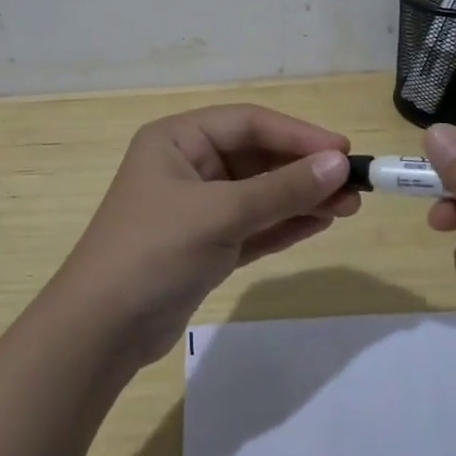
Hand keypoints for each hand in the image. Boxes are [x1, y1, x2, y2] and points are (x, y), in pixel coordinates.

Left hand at [52, 104, 359, 366]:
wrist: (101, 332)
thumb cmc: (154, 252)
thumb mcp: (220, 214)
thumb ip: (281, 189)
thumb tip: (338, 164)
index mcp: (178, 140)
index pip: (248, 123)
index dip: (298, 134)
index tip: (343, 151)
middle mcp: (188, 166)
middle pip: (257, 157)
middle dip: (304, 170)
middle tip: (354, 186)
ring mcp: (197, 208)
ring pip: (260, 193)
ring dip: (301, 198)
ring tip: (349, 207)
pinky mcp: (206, 245)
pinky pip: (254, 225)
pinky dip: (284, 224)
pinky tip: (320, 223)